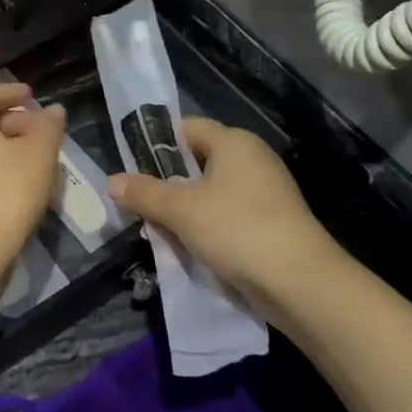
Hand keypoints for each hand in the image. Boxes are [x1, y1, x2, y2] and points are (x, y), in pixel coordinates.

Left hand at [0, 84, 66, 285]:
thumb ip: (48, 126)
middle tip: (40, 130)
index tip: (32, 94)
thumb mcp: (39, 154)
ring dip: (3, 146)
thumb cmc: (7, 191)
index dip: (12, 93)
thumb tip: (53, 110)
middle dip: (12, 121)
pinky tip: (15, 181)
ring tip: (33, 157)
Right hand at [108, 118, 348, 322]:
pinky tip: (188, 245)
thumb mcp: (181, 210)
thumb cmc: (237, 230)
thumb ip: (144, 193)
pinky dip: (205, 225)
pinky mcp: (271, 221)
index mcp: (234, 142)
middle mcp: (252, 158)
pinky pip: (227, 213)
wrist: (301, 284)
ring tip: (157, 228)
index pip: (185, 128)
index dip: (155, 143)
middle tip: (138, 202)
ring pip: (210, 190)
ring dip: (184, 208)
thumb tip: (111, 181)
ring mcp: (265, 191)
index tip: (130, 166)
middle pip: (196, 160)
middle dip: (165, 181)